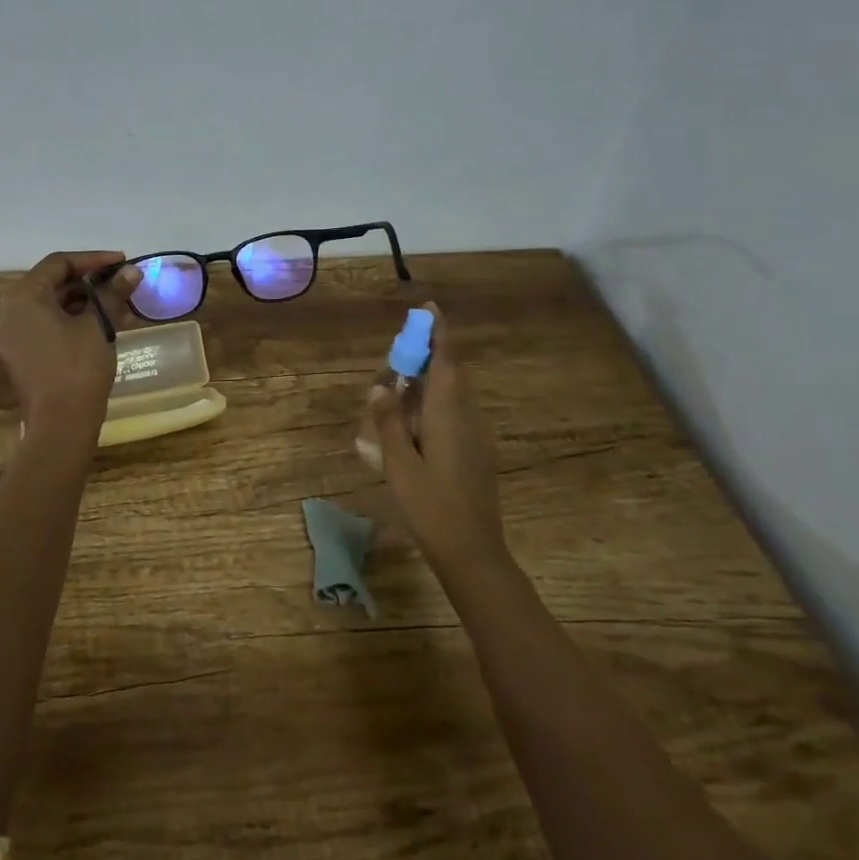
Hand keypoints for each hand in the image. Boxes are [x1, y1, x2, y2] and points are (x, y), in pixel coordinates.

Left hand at [0, 251, 140, 432]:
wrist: (60, 425)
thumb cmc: (78, 368)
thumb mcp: (99, 326)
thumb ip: (112, 293)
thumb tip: (132, 271)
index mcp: (22, 297)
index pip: (59, 263)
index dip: (94, 259)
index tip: (122, 261)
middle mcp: (8, 311)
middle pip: (52, 283)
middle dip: (91, 283)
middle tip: (122, 284)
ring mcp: (10, 335)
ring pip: (51, 306)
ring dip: (85, 303)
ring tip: (121, 306)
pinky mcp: (18, 354)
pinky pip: (45, 325)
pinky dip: (72, 320)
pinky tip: (104, 325)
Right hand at [366, 304, 509, 569]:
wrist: (472, 551)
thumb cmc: (430, 505)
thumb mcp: (398, 462)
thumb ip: (389, 421)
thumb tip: (382, 386)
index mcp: (448, 412)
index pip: (445, 360)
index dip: (437, 332)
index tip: (428, 308)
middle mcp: (467, 415)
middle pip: (448, 374)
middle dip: (425, 359)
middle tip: (396, 360)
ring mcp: (476, 434)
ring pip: (451, 396)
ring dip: (427, 386)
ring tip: (397, 395)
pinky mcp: (477, 451)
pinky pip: (454, 415)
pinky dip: (433, 407)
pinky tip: (412, 429)